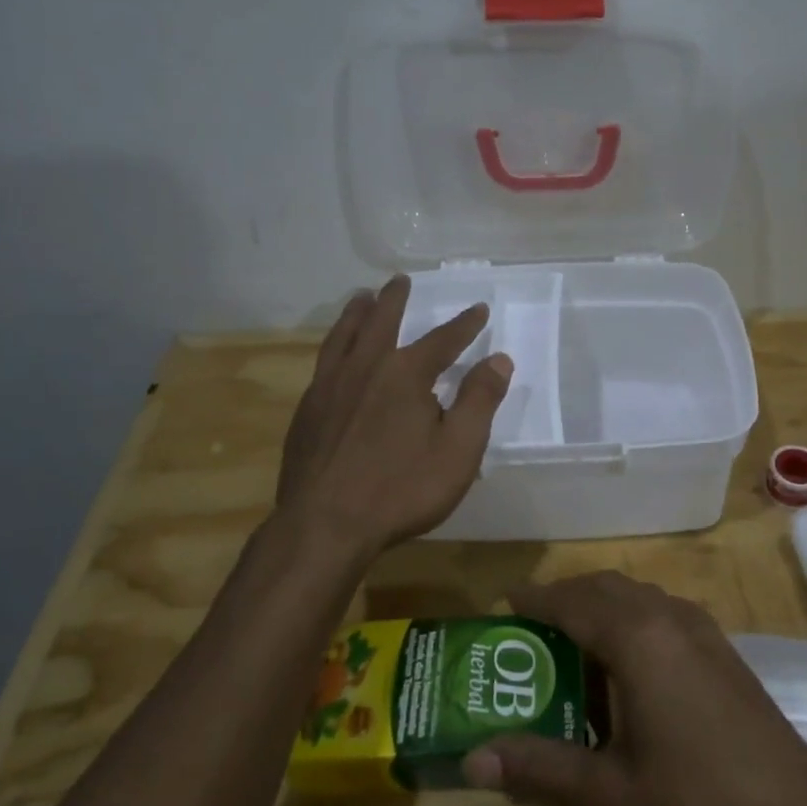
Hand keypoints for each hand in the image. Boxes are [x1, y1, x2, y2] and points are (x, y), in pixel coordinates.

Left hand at [276, 275, 510, 560]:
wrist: (325, 525)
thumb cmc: (401, 489)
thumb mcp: (458, 449)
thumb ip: (479, 400)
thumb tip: (499, 359)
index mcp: (405, 374)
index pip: (443, 339)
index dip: (464, 325)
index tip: (478, 309)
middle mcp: (365, 368)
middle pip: (381, 321)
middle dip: (395, 300)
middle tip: (399, 280)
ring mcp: (329, 387)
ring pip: (343, 336)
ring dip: (356, 313)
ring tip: (360, 298)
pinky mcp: (307, 410)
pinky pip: (323, 362)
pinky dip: (334, 345)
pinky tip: (335, 355)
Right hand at [463, 573, 806, 805]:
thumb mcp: (611, 796)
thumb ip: (541, 769)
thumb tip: (473, 758)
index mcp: (640, 638)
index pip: (573, 601)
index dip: (535, 600)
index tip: (502, 606)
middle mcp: (670, 618)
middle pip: (606, 588)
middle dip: (565, 599)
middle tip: (529, 632)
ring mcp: (703, 631)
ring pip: (638, 598)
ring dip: (600, 609)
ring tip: (570, 651)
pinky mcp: (722, 652)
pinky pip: (662, 615)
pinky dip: (631, 623)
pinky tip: (626, 674)